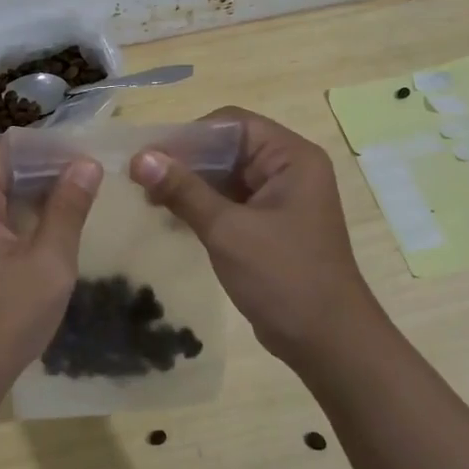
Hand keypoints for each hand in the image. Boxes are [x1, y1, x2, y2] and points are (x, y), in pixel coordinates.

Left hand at [0, 140, 101, 408]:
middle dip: (48, 168)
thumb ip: (68, 208)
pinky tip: (56, 222)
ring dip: (38, 192)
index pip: (9, 148)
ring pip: (0, 189)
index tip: (91, 157)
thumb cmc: (2, 321)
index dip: (51, 148)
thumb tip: (87, 163)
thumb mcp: (48, 263)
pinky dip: (24, 213)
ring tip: (84, 195)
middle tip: (95, 176)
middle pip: (2, 165)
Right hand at [132, 107, 380, 364]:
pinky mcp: (270, 225)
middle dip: (185, 161)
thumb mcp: (227, 230)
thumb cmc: (283, 277)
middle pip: (227, 147)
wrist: (328, 344)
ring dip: (189, 184)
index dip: (188, 135)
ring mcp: (280, 198)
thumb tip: (140, 158)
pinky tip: (170, 217)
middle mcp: (288, 169)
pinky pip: (230, 201)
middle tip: (141, 179)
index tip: (149, 155)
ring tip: (148, 198)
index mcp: (291, 157)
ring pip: (225, 175)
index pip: (232, 124)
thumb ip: (183, 190)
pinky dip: (201, 205)